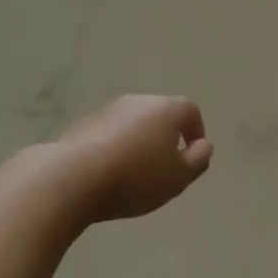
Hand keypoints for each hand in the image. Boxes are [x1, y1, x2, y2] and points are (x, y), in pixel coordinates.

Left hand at [52, 95, 212, 223]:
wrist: (74, 177)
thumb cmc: (136, 176)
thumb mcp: (179, 177)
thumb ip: (198, 160)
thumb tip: (204, 145)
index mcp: (168, 108)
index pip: (190, 112)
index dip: (195, 133)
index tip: (192, 157)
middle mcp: (140, 101)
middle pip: (161, 114)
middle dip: (166, 137)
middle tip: (165, 168)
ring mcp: (110, 110)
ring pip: (134, 123)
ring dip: (139, 142)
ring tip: (135, 173)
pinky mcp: (85, 124)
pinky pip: (110, 134)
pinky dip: (116, 148)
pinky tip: (109, 173)